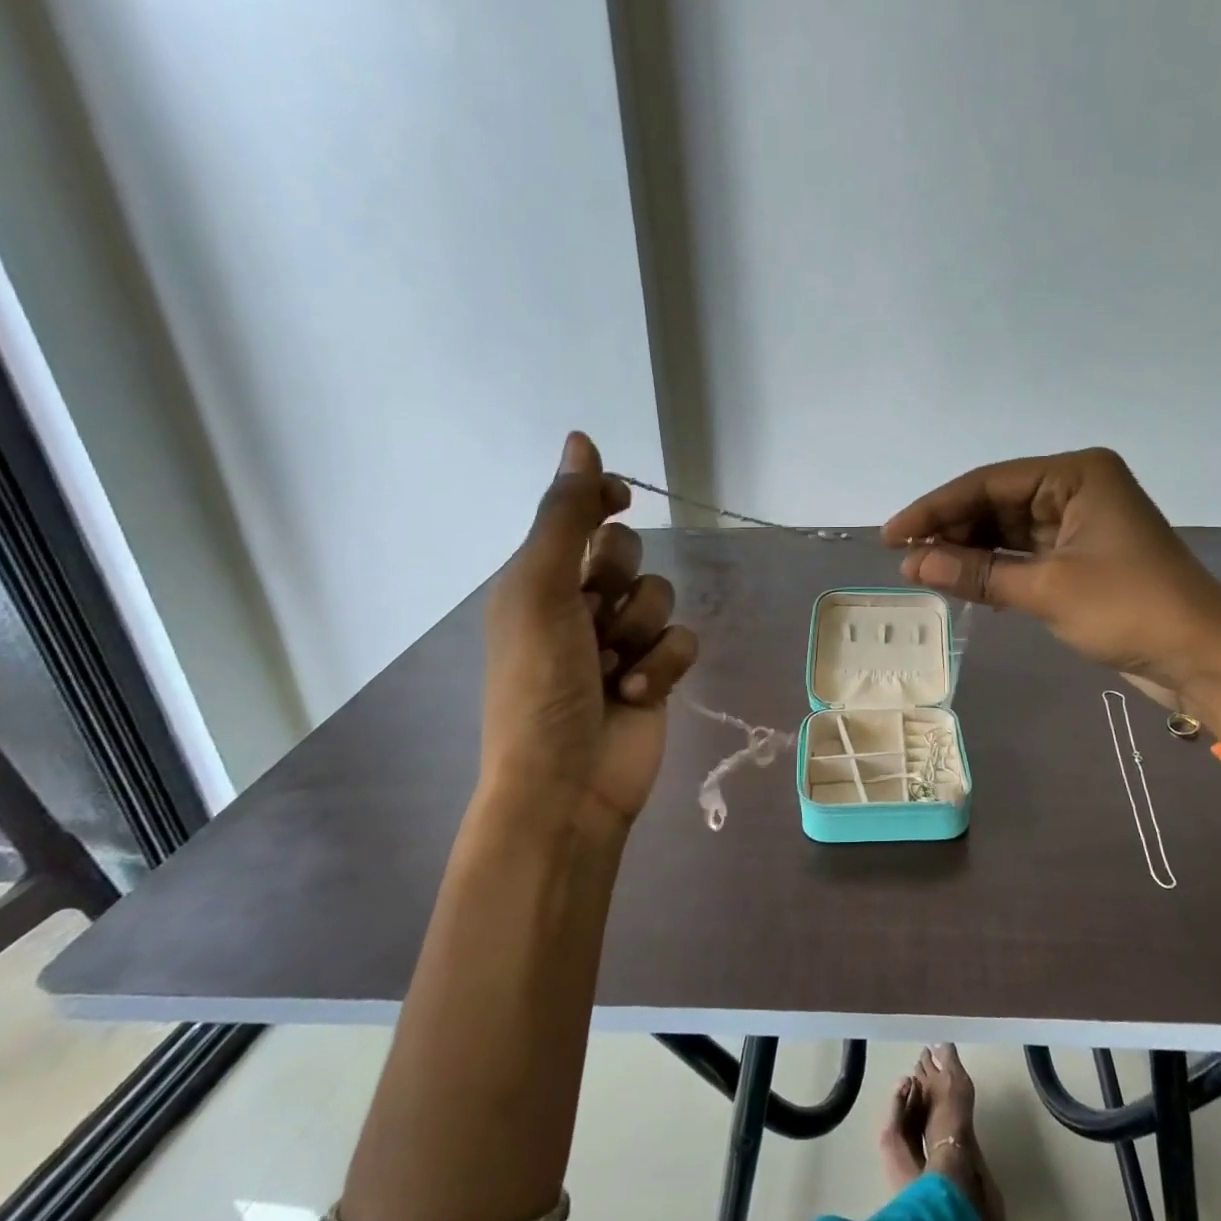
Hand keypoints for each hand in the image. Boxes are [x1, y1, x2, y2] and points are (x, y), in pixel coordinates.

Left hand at [479, 433, 699, 838]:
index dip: (600, 499)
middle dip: (619, 578)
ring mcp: (620, 641)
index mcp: (538, 580)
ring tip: (613, 668)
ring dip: (640, 629)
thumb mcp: (540, 589)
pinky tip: (636, 692)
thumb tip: (580, 438)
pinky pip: (682, 640)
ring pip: (661, 596)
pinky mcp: (656, 673)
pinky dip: (662, 664)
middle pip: (627, 553)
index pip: (577, 516)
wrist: (567, 781)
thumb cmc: (540, 683)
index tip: (619, 498)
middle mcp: (579, 604)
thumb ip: (566, 516)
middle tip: (595, 610)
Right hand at [883, 448, 1220, 718]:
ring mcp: (1079, 524)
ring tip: (924, 574)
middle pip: (995, 503)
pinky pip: (1023, 555)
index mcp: (1077, 475)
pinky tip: (960, 582)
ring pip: (1007, 531)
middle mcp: (1077, 489)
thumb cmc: (1130, 610)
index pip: (988, 483)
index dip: (935, 509)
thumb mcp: (1046, 590)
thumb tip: (913, 566)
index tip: (892, 536)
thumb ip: (977, 573)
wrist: (1203, 658)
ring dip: (969, 553)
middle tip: (905, 561)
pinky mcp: (1080, 558)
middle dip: (951, 532)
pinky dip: (993, 569)